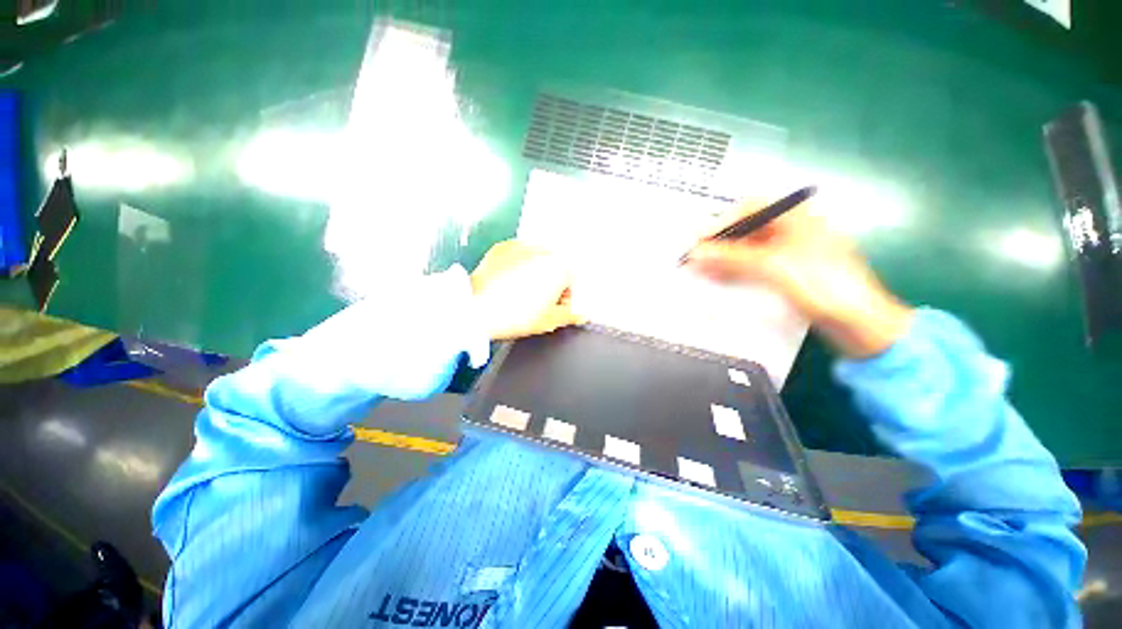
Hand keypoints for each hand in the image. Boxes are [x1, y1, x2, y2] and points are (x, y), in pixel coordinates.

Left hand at [471, 240, 585, 340]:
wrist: (476, 308)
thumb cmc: (517, 315)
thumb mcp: (549, 321)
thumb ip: (570, 316)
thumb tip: (582, 315)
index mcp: (560, 267)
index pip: (572, 280)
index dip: (565, 297)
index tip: (554, 307)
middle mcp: (545, 250)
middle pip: (556, 267)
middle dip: (550, 283)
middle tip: (536, 301)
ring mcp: (522, 245)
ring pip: (537, 260)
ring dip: (535, 273)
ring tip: (519, 291)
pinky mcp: (503, 246)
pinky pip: (518, 256)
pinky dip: (517, 266)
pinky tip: (507, 282)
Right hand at [685, 197, 912, 357]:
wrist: (860, 323)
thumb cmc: (822, 285)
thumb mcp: (772, 267)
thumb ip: (730, 257)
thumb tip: (695, 252)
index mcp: (798, 217)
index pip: (750, 207)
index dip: (722, 221)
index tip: (699, 241)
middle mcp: (794, 229)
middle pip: (748, 228)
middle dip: (721, 241)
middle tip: (696, 257)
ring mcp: (793, 252)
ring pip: (750, 248)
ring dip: (725, 257)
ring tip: (702, 270)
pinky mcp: (790, 273)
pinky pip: (756, 265)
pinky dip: (737, 270)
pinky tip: (721, 278)